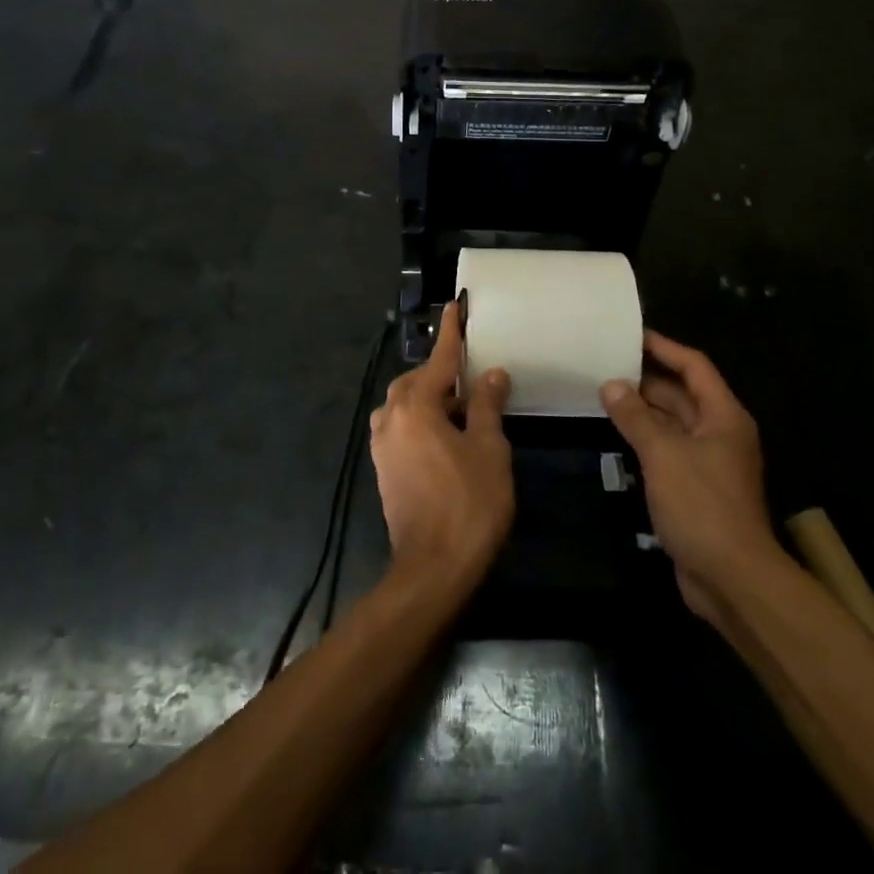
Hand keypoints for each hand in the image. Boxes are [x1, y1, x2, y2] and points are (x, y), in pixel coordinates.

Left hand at [369, 300, 513, 592]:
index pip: (438, 358)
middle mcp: (392, 418)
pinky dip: (420, 419)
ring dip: (429, 397)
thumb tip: (491, 374)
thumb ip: (486, 405)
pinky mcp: (383, 468)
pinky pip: (400, 426)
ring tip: (460, 407)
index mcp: (417, 406)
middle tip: (471, 375)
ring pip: (405, 404)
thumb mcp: (488, 449)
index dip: (451, 332)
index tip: (456, 305)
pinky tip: (444, 435)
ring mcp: (383, 445)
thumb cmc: (468, 504)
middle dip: (441, 372)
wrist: (432, 569)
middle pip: (416, 380)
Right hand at [601, 330, 788, 622]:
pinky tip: (618, 437)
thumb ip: (635, 417)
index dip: (665, 348)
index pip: (694, 367)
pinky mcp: (697, 489)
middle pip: (682, 395)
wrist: (733, 579)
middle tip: (607, 366)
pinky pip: (669, 452)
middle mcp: (720, 433)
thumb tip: (611, 384)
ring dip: (644, 412)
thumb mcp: (663, 454)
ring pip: (674, 425)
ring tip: (604, 395)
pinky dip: (646, 440)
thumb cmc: (702, 505)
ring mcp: (710, 463)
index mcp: (723, 416)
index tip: (632, 335)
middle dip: (647, 380)